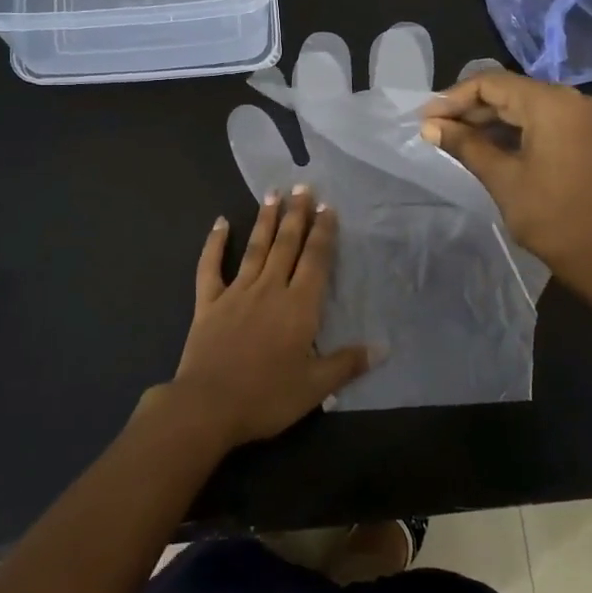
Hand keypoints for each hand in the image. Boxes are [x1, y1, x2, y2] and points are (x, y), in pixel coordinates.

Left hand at [162, 187, 371, 448]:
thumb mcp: (315, 386)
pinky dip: (215, 243)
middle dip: (297, 214)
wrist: (208, 406)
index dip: (323, 232)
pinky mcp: (209, 302)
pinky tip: (220, 222)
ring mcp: (236, 292)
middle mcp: (270, 289)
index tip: (328, 207)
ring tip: (273, 194)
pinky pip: (211, 267)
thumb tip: (383, 347)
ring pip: (255, 248)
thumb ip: (347, 363)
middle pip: (286, 244)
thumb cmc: (267, 397)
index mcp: (299, 307)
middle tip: (302, 186)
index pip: (315, 260)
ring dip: (265, 220)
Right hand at [420, 70, 591, 303]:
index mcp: (552, 103)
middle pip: (510, 90)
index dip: (452, 98)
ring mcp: (586, 117)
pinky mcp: (591, 136)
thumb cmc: (554, 218)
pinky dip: (515, 129)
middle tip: (434, 129)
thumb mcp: (503, 179)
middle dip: (470, 108)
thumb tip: (430, 126)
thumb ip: (465, 145)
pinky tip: (489, 146)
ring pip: (527, 105)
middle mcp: (573, 99)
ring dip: (491, 119)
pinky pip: (545, 120)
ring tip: (455, 139)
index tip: (424, 118)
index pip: (491, 83)